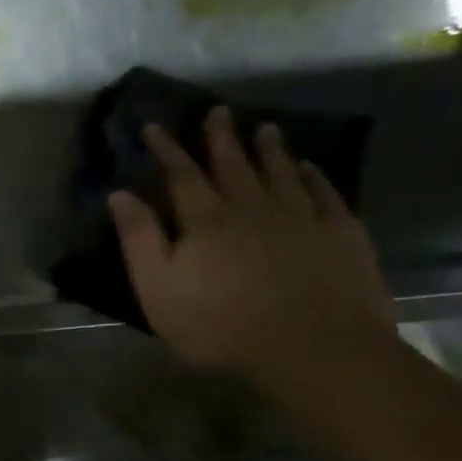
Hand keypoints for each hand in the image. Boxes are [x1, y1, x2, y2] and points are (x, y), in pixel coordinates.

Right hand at [110, 106, 396, 384]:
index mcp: (206, 220)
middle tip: (219, 111)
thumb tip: (120, 194)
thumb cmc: (220, 325)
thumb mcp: (158, 288)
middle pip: (234, 164)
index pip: (181, 174)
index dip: (167, 148)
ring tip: (266, 127)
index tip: (155, 125)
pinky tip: (312, 168)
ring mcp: (301, 219)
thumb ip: (139, 239)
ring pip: (282, 172)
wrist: (313, 350)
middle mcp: (252, 207)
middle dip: (222, 137)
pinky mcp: (341, 236)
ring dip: (271, 149)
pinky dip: (316, 178)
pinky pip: (326, 196)